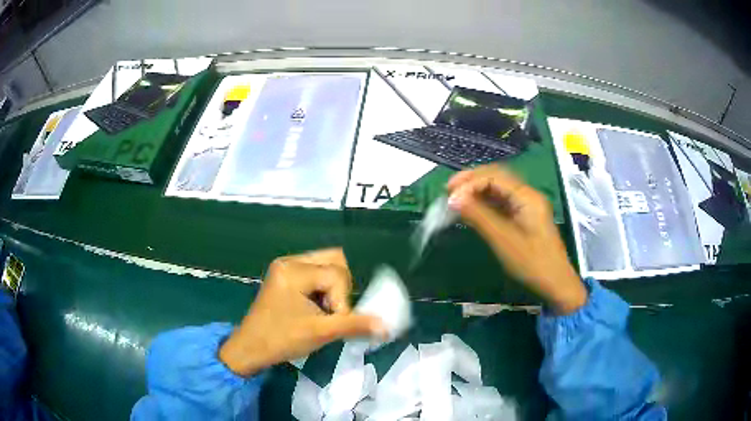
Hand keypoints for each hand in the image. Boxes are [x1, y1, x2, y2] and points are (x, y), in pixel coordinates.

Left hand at [219, 248, 385, 375]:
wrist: (250, 348)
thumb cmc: (282, 339)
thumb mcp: (321, 333)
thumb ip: (355, 325)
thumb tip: (387, 326)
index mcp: (294, 271)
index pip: (337, 275)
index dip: (342, 301)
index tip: (331, 321)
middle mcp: (289, 261)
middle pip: (334, 259)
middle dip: (340, 287)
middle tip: (331, 310)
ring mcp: (285, 267)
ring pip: (325, 264)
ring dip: (332, 287)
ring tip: (324, 309)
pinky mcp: (284, 275)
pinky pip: (314, 271)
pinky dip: (322, 287)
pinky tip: (315, 306)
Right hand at [447, 165, 586, 313]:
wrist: (555, 283)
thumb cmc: (531, 262)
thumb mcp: (503, 239)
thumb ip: (478, 216)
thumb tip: (453, 199)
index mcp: (527, 196)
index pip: (494, 176)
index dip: (469, 182)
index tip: (449, 196)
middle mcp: (528, 195)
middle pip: (497, 177)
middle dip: (471, 181)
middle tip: (449, 190)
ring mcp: (527, 206)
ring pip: (498, 189)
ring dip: (477, 191)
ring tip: (456, 198)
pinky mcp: (524, 217)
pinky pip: (502, 203)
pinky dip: (485, 203)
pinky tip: (472, 209)